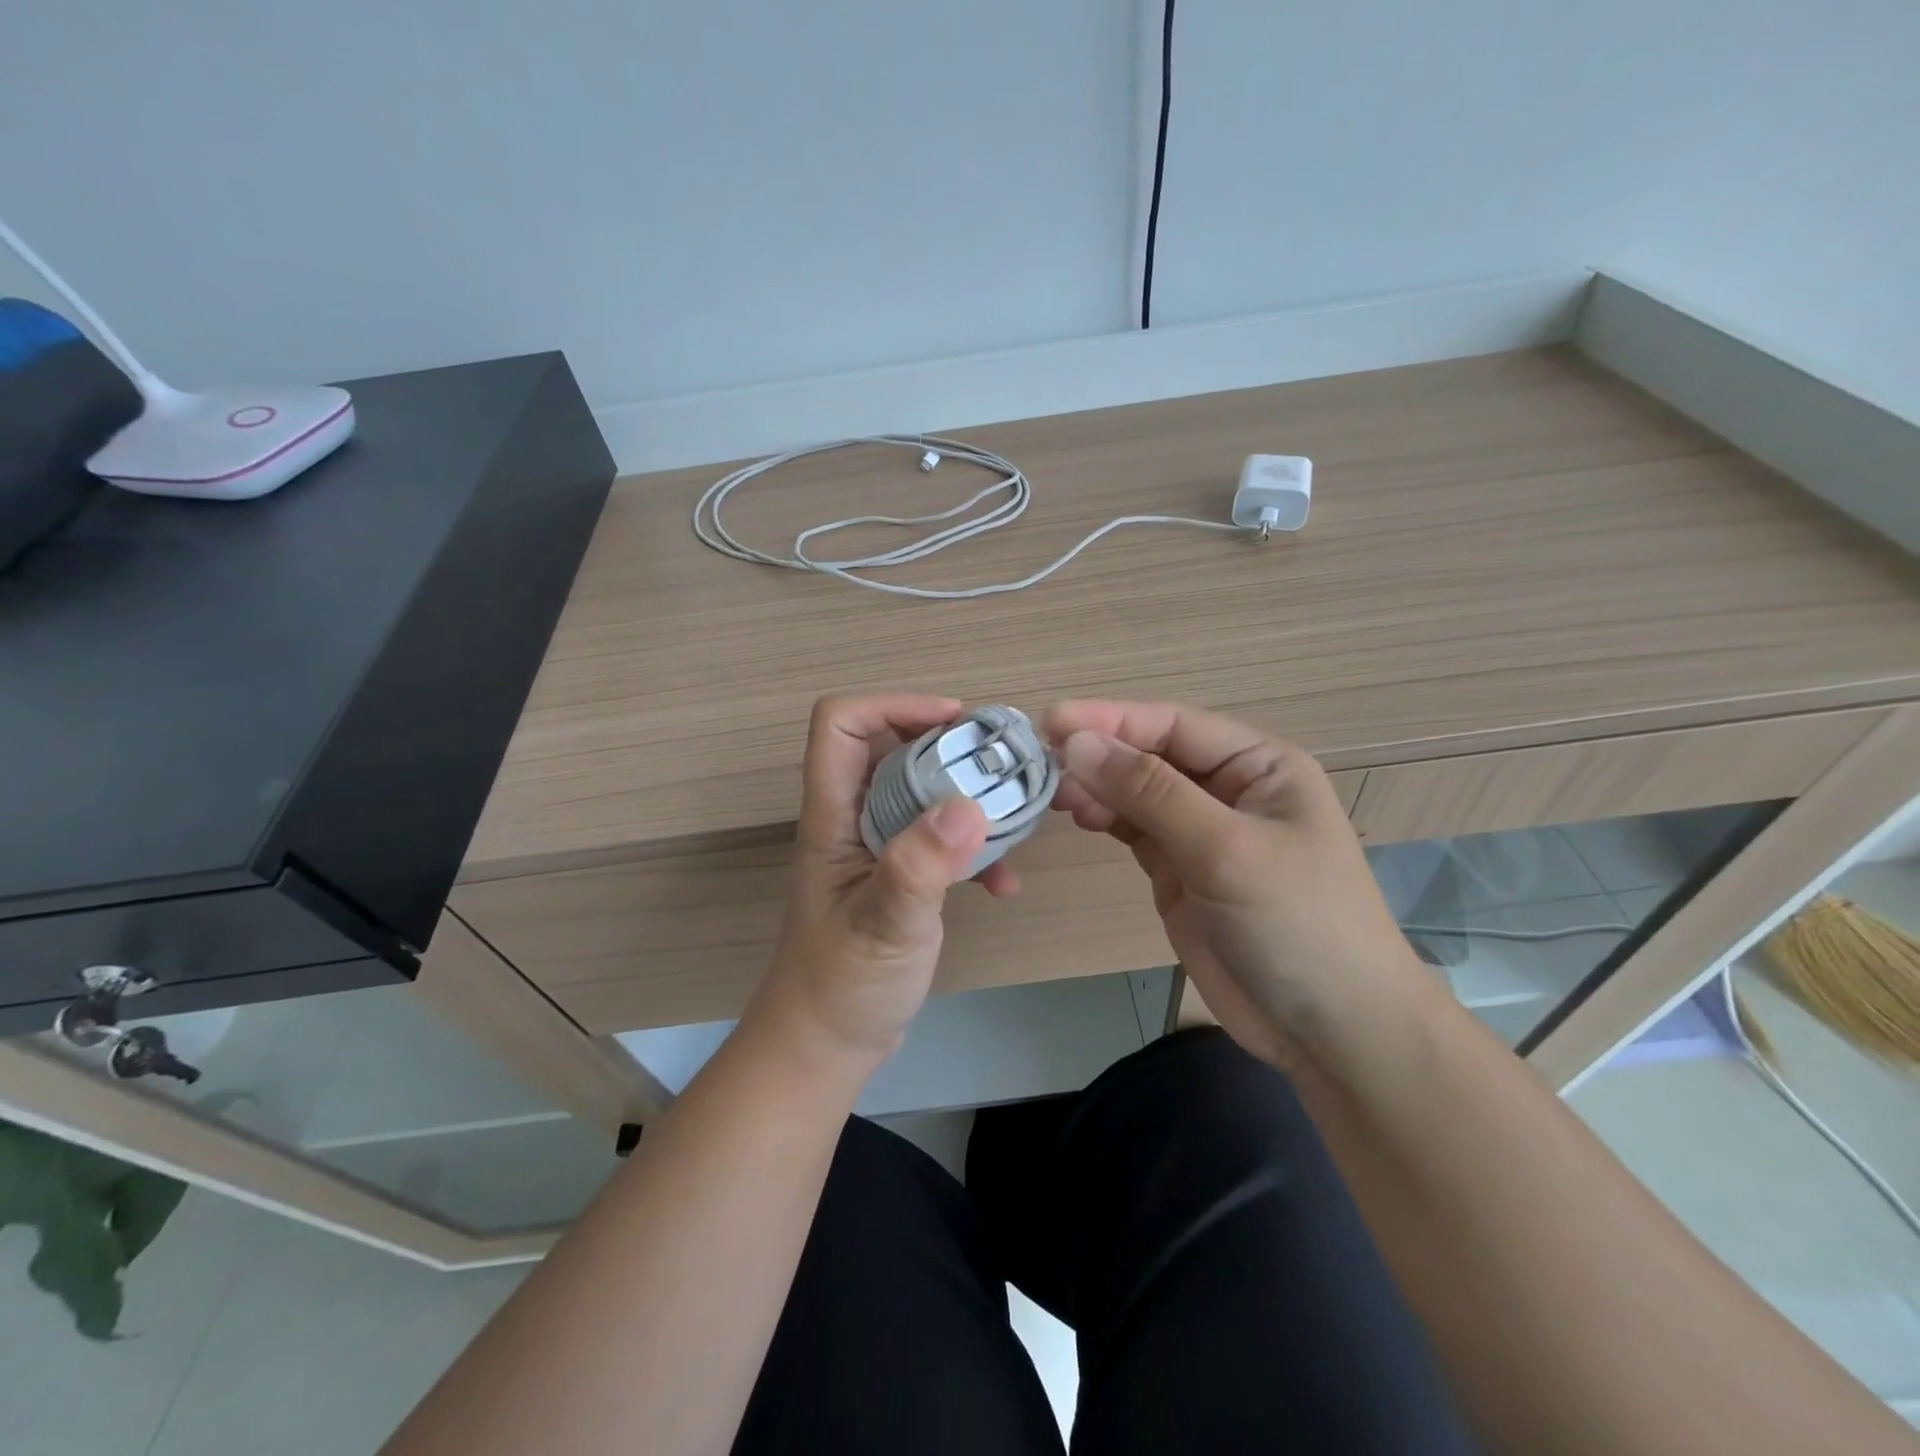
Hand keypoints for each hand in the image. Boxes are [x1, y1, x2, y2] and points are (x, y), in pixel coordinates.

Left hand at [744, 694, 1018, 1078]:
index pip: (841, 724)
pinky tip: (1004, 884)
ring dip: (966, 796)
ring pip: (922, 790)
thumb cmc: (840, 987)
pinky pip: (939, 839)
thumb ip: (920, 867)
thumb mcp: (883, 926)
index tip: (953, 722)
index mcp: (833, 815)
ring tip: (1016, 815)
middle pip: (891, 747)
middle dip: (946, 746)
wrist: (826, 1047)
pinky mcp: (901, 876)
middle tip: (999, 763)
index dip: (893, 705)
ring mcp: (878, 848)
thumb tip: (970, 805)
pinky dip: (973, 849)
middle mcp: (853, 819)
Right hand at [1045, 700, 1437, 1077]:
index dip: (1111, 719)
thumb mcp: (1225, 849)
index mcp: (1259, 765)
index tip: (1050, 722)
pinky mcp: (1181, 871)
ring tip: (1054, 794)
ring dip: (1097, 788)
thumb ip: (1151, 792)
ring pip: (1138, 792)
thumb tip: (1079, 743)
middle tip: (1041, 762)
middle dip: (1100, 754)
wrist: (1330, 1031)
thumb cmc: (1296, 923)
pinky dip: (1106, 820)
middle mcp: (1230, 789)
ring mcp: (1203, 832)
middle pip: (1152, 754)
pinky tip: (1079, 816)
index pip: (1174, 725)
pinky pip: (1135, 830)